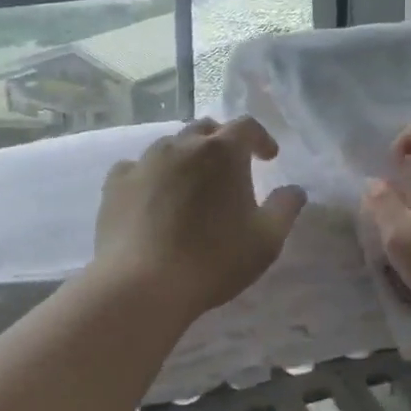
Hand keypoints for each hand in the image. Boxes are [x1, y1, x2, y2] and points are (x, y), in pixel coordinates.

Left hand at [93, 118, 307, 325]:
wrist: (141, 284)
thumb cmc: (213, 259)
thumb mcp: (266, 240)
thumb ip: (285, 208)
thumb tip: (295, 190)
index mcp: (223, 152)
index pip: (247, 126)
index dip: (261, 138)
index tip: (269, 157)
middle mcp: (182, 145)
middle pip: (206, 129)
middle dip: (222, 142)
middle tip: (230, 169)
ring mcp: (145, 161)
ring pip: (170, 146)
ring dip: (186, 157)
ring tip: (191, 184)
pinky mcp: (116, 183)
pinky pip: (137, 168)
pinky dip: (151, 175)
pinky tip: (152, 196)